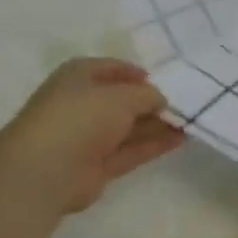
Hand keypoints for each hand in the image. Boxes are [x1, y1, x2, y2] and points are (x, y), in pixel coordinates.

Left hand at [0, 58, 183, 213]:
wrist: (46, 169)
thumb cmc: (80, 117)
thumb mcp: (120, 96)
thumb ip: (146, 95)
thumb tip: (161, 100)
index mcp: (78, 77)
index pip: (112, 69)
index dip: (138, 73)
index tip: (167, 81)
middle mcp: (83, 104)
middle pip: (124, 100)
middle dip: (152, 101)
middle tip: (187, 103)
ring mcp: (90, 136)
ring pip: (130, 127)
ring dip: (159, 124)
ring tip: (192, 121)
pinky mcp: (99, 165)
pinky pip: (133, 150)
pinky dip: (155, 144)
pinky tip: (181, 139)